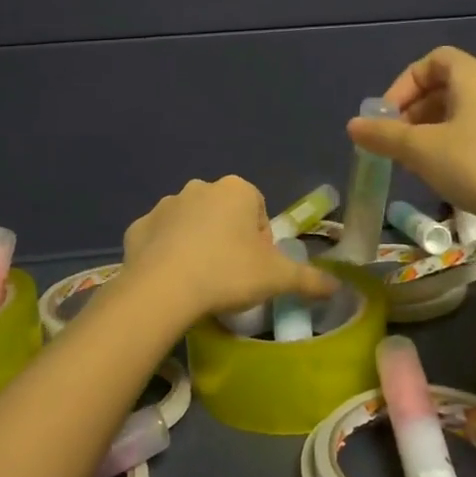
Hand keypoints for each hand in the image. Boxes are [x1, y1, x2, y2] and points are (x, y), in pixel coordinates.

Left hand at [123, 176, 336, 321]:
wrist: (162, 289)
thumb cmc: (227, 273)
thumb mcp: (278, 278)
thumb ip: (310, 279)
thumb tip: (338, 286)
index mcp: (237, 190)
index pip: (259, 213)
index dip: (262, 243)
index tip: (256, 270)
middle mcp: (200, 187)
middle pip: (225, 216)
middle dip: (230, 240)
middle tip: (230, 277)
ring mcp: (165, 205)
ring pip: (192, 225)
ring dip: (198, 245)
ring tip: (200, 281)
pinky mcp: (137, 227)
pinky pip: (160, 239)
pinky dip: (167, 254)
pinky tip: (172, 281)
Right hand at [347, 46, 475, 228]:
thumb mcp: (422, 151)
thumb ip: (385, 136)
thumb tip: (354, 126)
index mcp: (475, 76)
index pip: (433, 61)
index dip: (404, 84)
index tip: (387, 117)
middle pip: (450, 86)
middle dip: (417, 112)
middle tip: (399, 143)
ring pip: (469, 111)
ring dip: (438, 130)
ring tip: (422, 163)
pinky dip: (464, 143)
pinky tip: (456, 175)